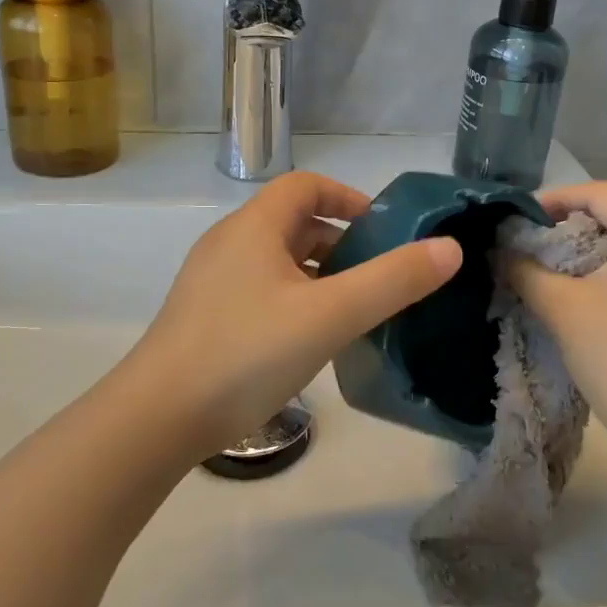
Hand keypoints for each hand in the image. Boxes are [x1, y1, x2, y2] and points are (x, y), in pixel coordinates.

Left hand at [118, 172, 462, 458]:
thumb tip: (450, 248)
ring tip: (353, 312)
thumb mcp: (330, 315)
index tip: (383, 231)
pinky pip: (262, 292)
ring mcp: (212, 283)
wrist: (156, 420)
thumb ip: (393, 280)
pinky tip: (311, 341)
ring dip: (320, 276)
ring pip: (279, 262)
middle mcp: (229, 244)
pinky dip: (295, 301)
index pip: (306, 185)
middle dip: (341, 243)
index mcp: (254, 226)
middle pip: (294, 224)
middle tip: (378, 279)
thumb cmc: (246, 353)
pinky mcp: (205, 319)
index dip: (348, 197)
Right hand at [504, 182, 606, 460]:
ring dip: (601, 249)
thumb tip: (501, 251)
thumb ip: (526, 270)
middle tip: (536, 246)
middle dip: (575, 225)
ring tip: (562, 272)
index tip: (520, 220)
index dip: (555, 199)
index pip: (600, 193)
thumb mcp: (564, 310)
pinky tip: (601, 296)